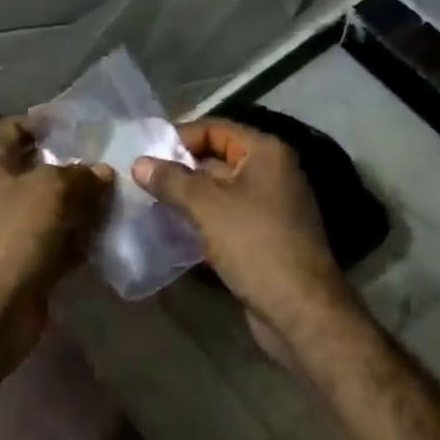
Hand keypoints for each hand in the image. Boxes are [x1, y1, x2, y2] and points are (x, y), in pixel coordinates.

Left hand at [0, 117, 113, 365]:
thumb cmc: (12, 236)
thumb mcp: (50, 191)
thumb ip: (80, 175)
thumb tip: (102, 172)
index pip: (16, 127)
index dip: (46, 121)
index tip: (84, 124)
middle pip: (39, 167)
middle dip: (75, 164)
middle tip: (113, 159)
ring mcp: (12, 228)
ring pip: (54, 205)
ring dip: (84, 202)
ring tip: (122, 192)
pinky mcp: (28, 260)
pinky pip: (60, 239)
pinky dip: (82, 236)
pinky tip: (113, 230)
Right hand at [132, 118, 359, 363]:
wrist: (301, 311)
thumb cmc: (255, 244)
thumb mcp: (206, 205)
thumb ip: (171, 180)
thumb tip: (139, 163)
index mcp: (266, 152)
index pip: (215, 129)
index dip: (180, 138)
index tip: (147, 155)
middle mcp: (273, 173)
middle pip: (217, 159)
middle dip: (181, 170)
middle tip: (142, 181)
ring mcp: (271, 207)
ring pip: (220, 191)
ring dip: (188, 198)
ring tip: (151, 205)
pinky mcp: (266, 237)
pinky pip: (227, 217)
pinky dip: (202, 220)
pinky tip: (173, 231)